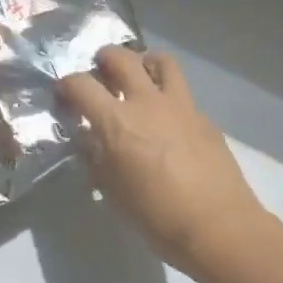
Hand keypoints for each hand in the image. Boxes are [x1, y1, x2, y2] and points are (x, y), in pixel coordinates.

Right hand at [59, 46, 277, 280]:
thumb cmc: (157, 216)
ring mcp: (180, 105)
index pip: (81, 85)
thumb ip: (97, 158)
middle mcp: (147, 102)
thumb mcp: (113, 191)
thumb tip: (91, 141)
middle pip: (122, 58)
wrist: (218, 225)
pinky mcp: (203, 116)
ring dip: (144, 62)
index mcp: (117, 122)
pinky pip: (182, 91)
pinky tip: (168, 117)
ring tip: (140, 76)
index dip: (67, 84)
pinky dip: (168, 93)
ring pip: (161, 61)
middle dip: (105, 58)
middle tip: (100, 69)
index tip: (64, 92)